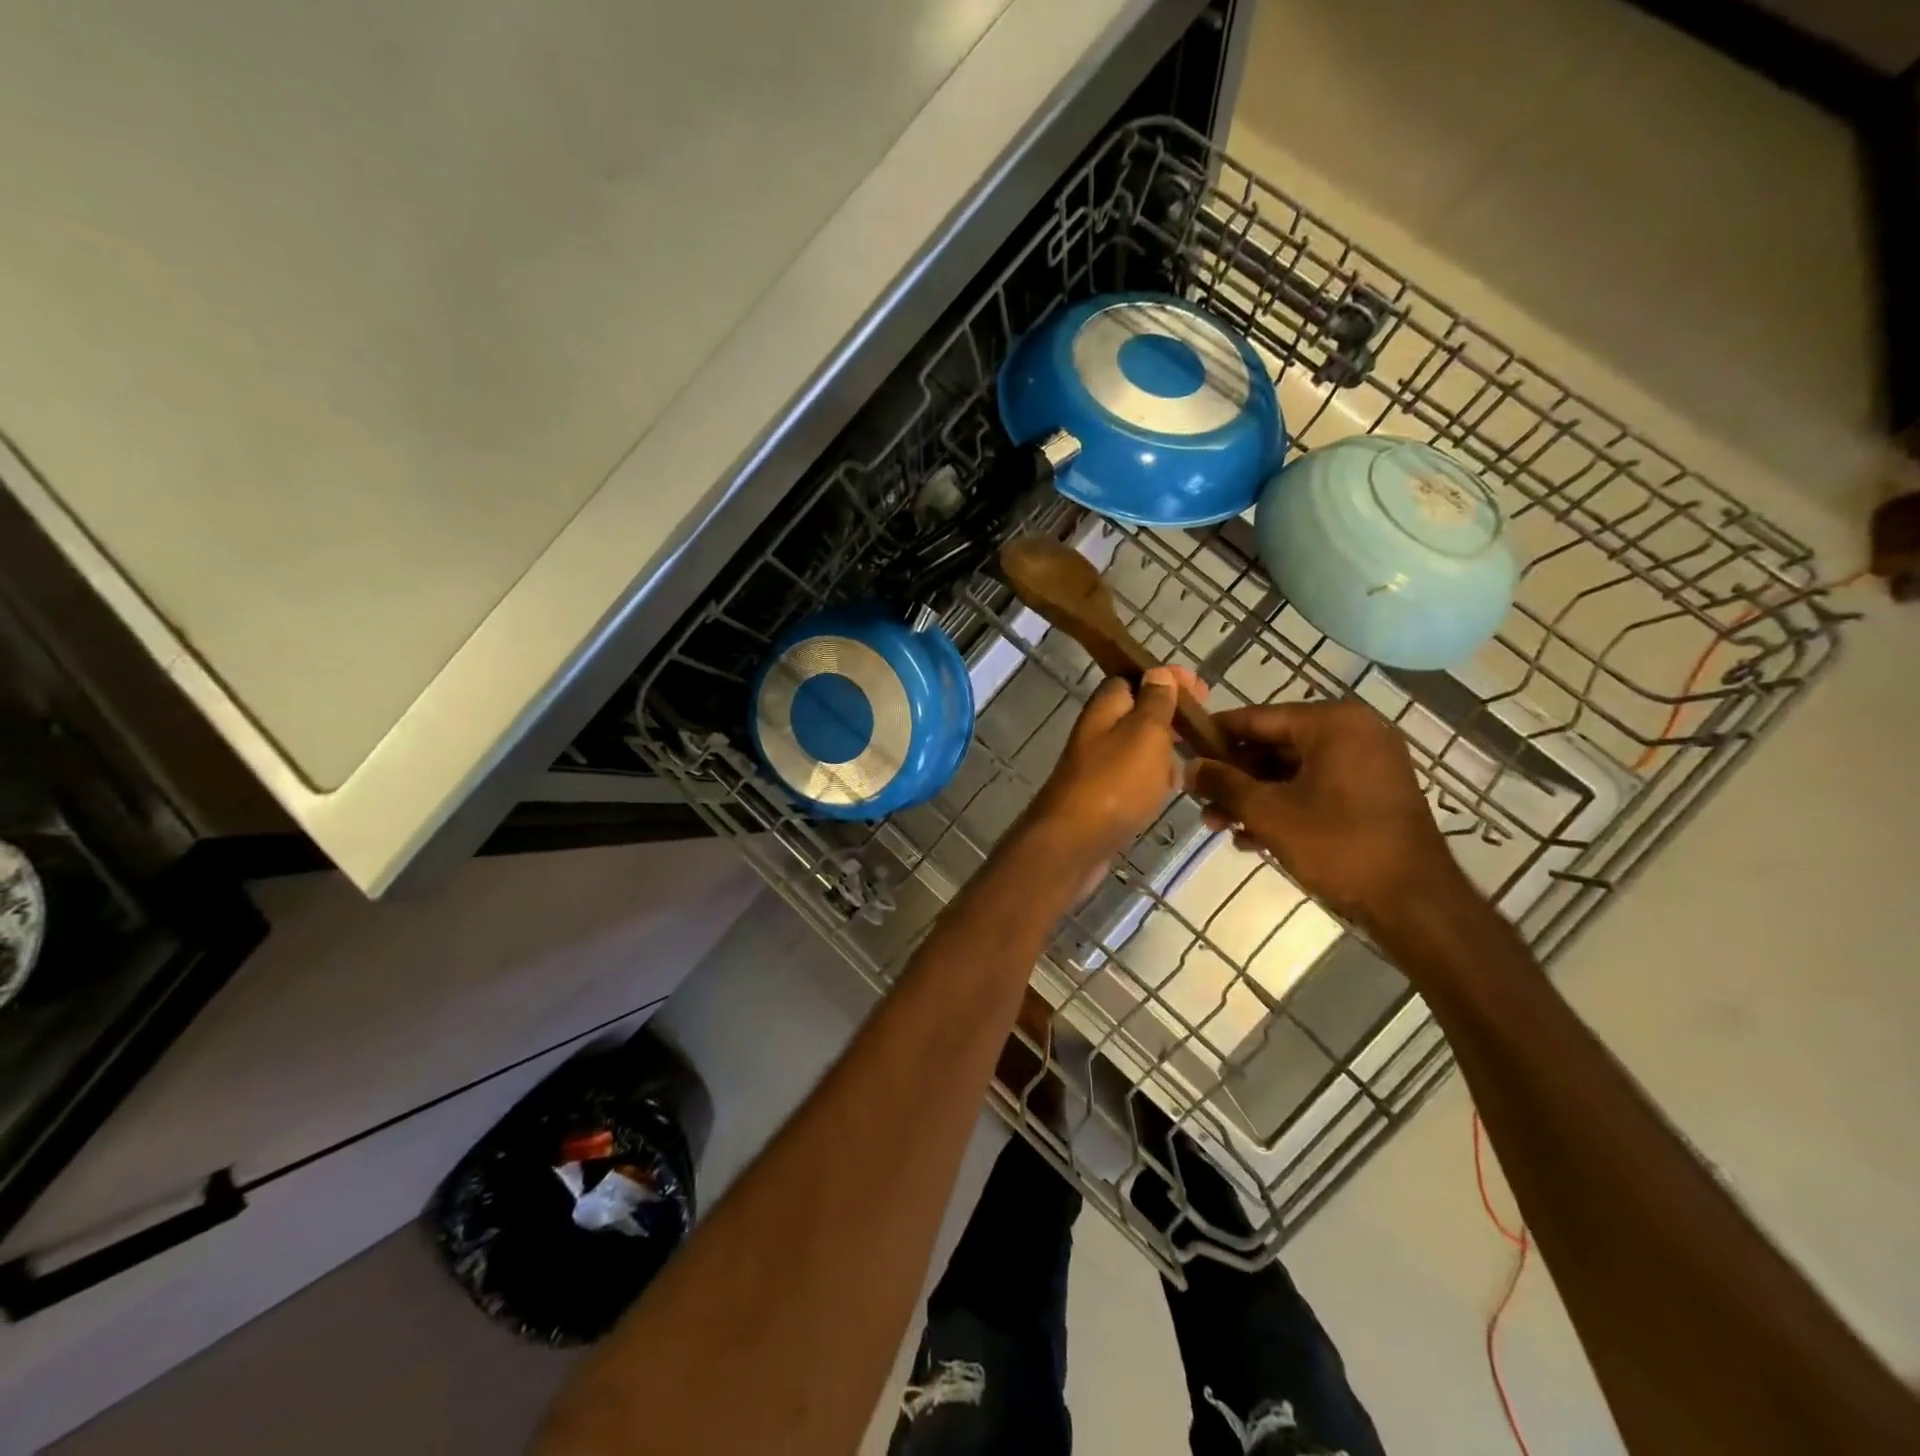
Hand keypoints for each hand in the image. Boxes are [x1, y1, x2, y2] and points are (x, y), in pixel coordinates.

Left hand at [1026, 666, 1196, 867]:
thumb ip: (1154, 702)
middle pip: (1137, 713)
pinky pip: (1134, 776)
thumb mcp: (1144, 732)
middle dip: (1170, 715)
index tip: (1201, 690)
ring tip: (1198, 755)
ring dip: (1165, 747)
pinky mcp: (1103, 795)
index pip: (1134, 679)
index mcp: (1105, 708)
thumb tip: (1159, 672)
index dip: (1167, 679)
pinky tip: (1173, 787)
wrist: (1075, 841)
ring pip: (1138, 746)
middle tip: (1204, 726)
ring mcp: (1098, 765)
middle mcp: (1097, 732)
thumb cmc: (1115, 781)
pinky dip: (1154, 776)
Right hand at [1184, 698, 1469, 930]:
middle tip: (1200, 801)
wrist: (1414, 902)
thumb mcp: (1269, 812)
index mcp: (1333, 723)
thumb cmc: (1339, 845)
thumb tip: (1188, 767)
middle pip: (1274, 745)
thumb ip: (1224, 784)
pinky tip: (1251, 838)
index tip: (1182, 750)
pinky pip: (1315, 787)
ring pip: (1292, 771)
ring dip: (1253, 797)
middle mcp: (1354, 732)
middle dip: (1234, 777)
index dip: (1215, 735)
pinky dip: (1284, 806)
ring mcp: (1367, 763)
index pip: (1257, 718)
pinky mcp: (1372, 793)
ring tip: (1218, 826)